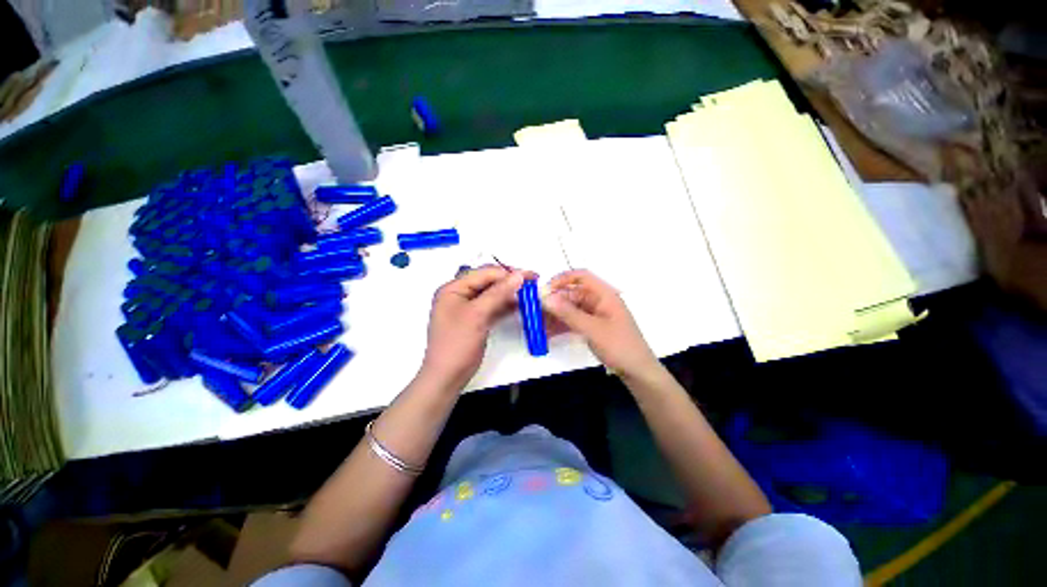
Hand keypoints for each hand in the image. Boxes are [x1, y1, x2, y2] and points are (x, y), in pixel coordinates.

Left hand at [419, 265, 528, 390]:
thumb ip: (498, 293)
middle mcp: (459, 295)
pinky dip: (505, 306)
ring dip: (510, 293)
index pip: (484, 273)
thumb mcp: (477, 315)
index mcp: (453, 289)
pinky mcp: (476, 320)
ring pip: (492, 294)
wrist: (448, 376)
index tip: (529, 275)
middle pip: (488, 282)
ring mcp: (468, 308)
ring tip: (530, 293)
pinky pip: (493, 307)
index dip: (507, 273)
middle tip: (532, 282)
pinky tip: (520, 305)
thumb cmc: (457, 344)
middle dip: (510, 282)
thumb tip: (518, 275)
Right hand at [543, 269, 658, 377]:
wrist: (638, 372)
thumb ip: (568, 313)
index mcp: (604, 294)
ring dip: (556, 315)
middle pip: (573, 294)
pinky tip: (548, 333)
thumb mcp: (592, 329)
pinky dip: (562, 325)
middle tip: (536, 311)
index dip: (562, 279)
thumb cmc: (619, 346)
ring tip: (539, 324)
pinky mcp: (593, 327)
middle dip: (555, 301)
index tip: (545, 289)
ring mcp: (596, 315)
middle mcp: (599, 301)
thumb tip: (546, 298)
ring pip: (571, 309)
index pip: (581, 276)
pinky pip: (574, 321)